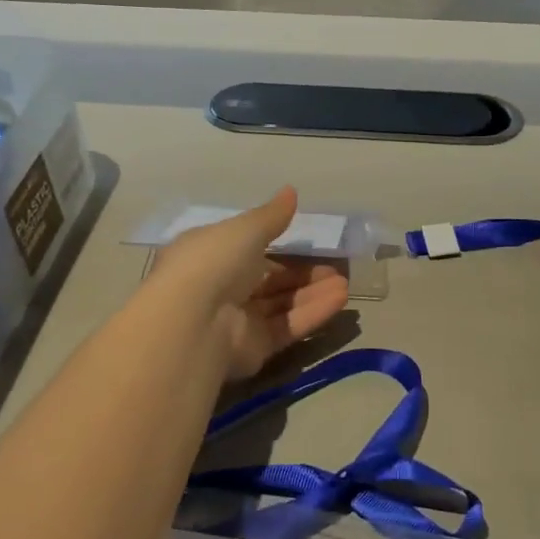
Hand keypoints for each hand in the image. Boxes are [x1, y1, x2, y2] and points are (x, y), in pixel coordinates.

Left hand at [147, 188, 350, 379]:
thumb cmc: (214, 262)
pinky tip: (339, 300)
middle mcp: (221, 287)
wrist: (195, 321)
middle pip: (268, 279)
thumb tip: (291, 191)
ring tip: (344, 284)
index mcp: (209, 255)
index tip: (308, 239)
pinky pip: (287, 326)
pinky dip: (312, 313)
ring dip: (313, 293)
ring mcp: (236, 320)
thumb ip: (272, 215)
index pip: (247, 248)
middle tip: (335, 267)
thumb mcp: (245, 229)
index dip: (277, 243)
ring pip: (281, 304)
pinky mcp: (253, 347)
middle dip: (302, 273)